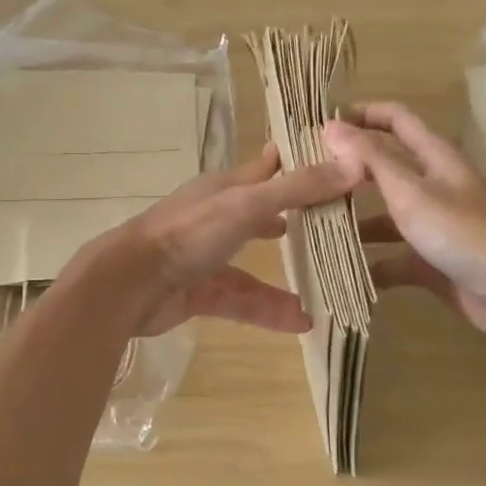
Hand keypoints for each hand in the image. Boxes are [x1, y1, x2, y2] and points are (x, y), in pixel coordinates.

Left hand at [92, 145, 353, 336]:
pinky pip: (242, 301)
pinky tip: (301, 322)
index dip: (300, 163)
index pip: (269, 167)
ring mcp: (207, 257)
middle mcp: (217, 218)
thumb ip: (298, 189)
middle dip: (297, 220)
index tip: (340, 163)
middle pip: (264, 215)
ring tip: (327, 287)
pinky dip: (268, 310)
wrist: (129, 284)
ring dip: (287, 276)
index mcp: (225, 188)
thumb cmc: (188, 233)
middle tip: (338, 228)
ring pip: (254, 265)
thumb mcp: (247, 205)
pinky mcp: (200, 292)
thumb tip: (356, 165)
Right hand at [322, 103, 485, 343]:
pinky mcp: (434, 262)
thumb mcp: (411, 191)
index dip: (362, 114)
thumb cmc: (463, 232)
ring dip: (355, 220)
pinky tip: (342, 272)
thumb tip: (330, 126)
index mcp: (435, 157)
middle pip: (386, 167)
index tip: (321, 124)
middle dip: (349, 170)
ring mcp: (435, 225)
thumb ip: (371, 159)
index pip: (396, 119)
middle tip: (306, 179)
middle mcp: (434, 185)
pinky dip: (372, 263)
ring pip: (387, 215)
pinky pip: (395, 257)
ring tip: (313, 227)